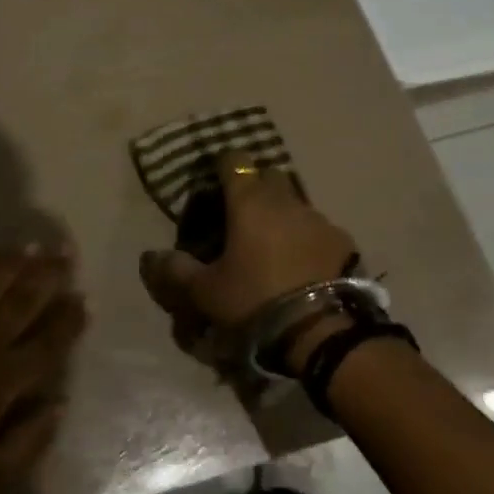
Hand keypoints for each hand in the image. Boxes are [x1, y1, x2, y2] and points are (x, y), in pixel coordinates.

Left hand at [0, 245, 85, 493]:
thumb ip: (33, 441)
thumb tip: (60, 403)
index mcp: (1, 383)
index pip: (46, 344)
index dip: (69, 321)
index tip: (86, 298)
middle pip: (20, 303)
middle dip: (47, 276)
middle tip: (66, 252)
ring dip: (9, 263)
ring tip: (30, 245)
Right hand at [139, 151, 356, 371]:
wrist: (325, 333)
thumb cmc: (256, 301)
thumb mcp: (206, 292)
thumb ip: (175, 270)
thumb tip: (149, 256)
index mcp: (249, 201)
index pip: (233, 160)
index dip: (221, 166)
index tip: (212, 181)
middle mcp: (286, 199)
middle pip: (269, 175)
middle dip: (254, 185)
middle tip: (240, 214)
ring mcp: (319, 219)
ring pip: (295, 202)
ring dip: (282, 213)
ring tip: (271, 245)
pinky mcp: (344, 242)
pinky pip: (318, 229)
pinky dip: (306, 238)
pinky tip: (301, 265)